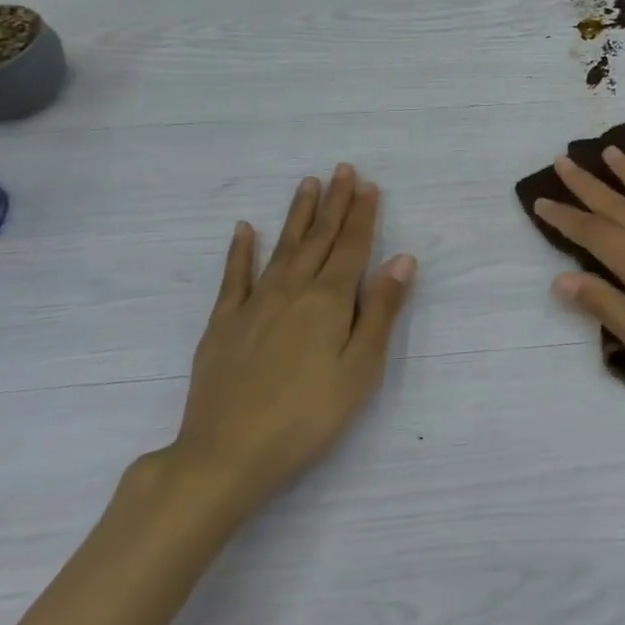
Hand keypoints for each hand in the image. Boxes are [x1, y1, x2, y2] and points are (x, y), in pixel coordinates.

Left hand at [154, 165, 415, 522]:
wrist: (226, 455)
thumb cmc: (307, 416)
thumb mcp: (359, 369)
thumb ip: (380, 310)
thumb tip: (402, 258)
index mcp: (328, 301)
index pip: (352, 247)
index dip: (362, 215)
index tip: (369, 184)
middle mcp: (292, 291)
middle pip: (319, 239)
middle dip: (334, 204)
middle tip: (342, 170)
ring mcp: (253, 305)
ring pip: (282, 248)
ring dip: (298, 215)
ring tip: (307, 184)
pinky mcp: (223, 324)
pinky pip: (234, 277)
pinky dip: (240, 251)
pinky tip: (246, 229)